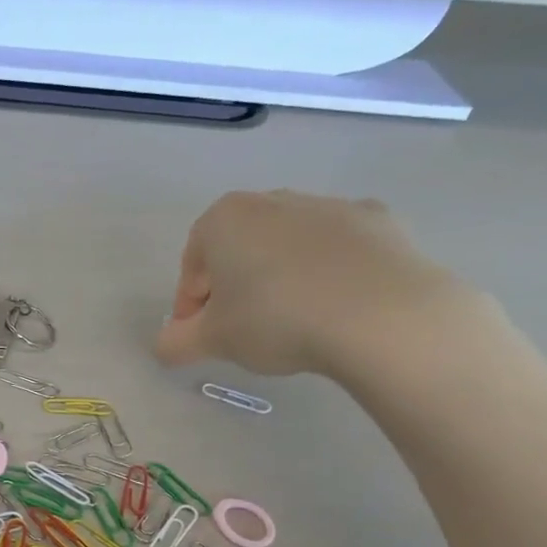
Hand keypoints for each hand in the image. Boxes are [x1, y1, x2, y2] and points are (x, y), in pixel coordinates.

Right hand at [154, 189, 468, 377]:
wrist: (382, 315)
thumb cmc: (276, 319)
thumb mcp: (211, 341)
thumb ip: (176, 342)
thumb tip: (164, 346)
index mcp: (225, 219)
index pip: (192, 263)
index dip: (190, 303)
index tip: (199, 334)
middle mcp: (274, 200)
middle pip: (239, 248)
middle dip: (233, 286)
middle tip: (239, 329)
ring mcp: (330, 206)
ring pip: (287, 247)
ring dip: (279, 279)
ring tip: (289, 323)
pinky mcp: (379, 221)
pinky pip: (336, 250)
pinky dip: (327, 273)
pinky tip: (333, 308)